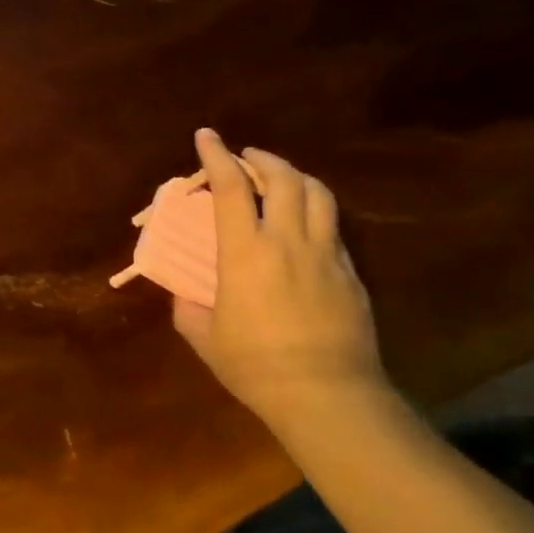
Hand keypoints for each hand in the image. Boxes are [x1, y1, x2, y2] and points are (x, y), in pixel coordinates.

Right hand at [171, 129, 385, 430]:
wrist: (327, 396)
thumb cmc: (255, 365)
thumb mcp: (204, 336)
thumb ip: (187, 306)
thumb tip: (183, 292)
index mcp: (245, 251)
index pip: (230, 187)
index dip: (216, 155)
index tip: (207, 135)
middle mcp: (287, 241)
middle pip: (283, 178)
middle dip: (262, 159)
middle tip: (246, 158)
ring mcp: (325, 255)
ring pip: (318, 194)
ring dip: (295, 176)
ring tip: (281, 180)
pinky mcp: (350, 274)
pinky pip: (334, 227)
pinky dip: (315, 211)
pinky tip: (305, 225)